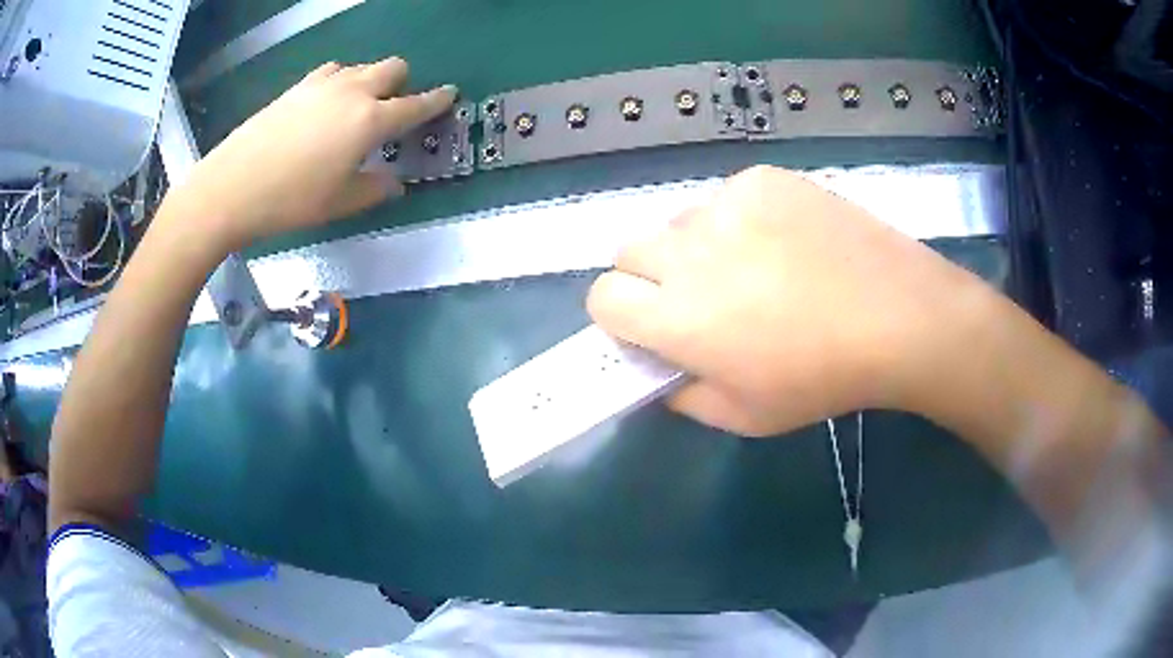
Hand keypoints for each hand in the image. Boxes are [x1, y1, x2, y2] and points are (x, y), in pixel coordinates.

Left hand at [173, 57, 455, 251]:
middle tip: (391, 111)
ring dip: (369, 81)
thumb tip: (396, 183)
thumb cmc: (290, 201)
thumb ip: (375, 189)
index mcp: (370, 121)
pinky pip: (332, 72)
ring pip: (361, 66)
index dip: (437, 101)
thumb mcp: (339, 204)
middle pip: (392, 68)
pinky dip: (340, 82)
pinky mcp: (296, 87)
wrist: (230, 187)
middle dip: (401, 84)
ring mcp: (322, 85)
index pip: (416, 105)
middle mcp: (352, 92)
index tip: (450, 94)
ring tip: (355, 110)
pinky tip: (325, 107)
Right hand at [587, 165, 995, 436]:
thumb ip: (684, 396)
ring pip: (680, 222)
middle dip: (649, 277)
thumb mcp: (745, 416)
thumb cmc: (823, 379)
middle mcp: (689, 252)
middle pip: (629, 250)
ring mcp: (727, 206)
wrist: (897, 316)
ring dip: (696, 246)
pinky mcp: (761, 180)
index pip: (603, 298)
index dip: (619, 315)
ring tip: (754, 267)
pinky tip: (786, 241)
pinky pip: (726, 198)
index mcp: (677, 317)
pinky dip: (739, 220)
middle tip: (699, 297)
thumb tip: (663, 371)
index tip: (649, 326)